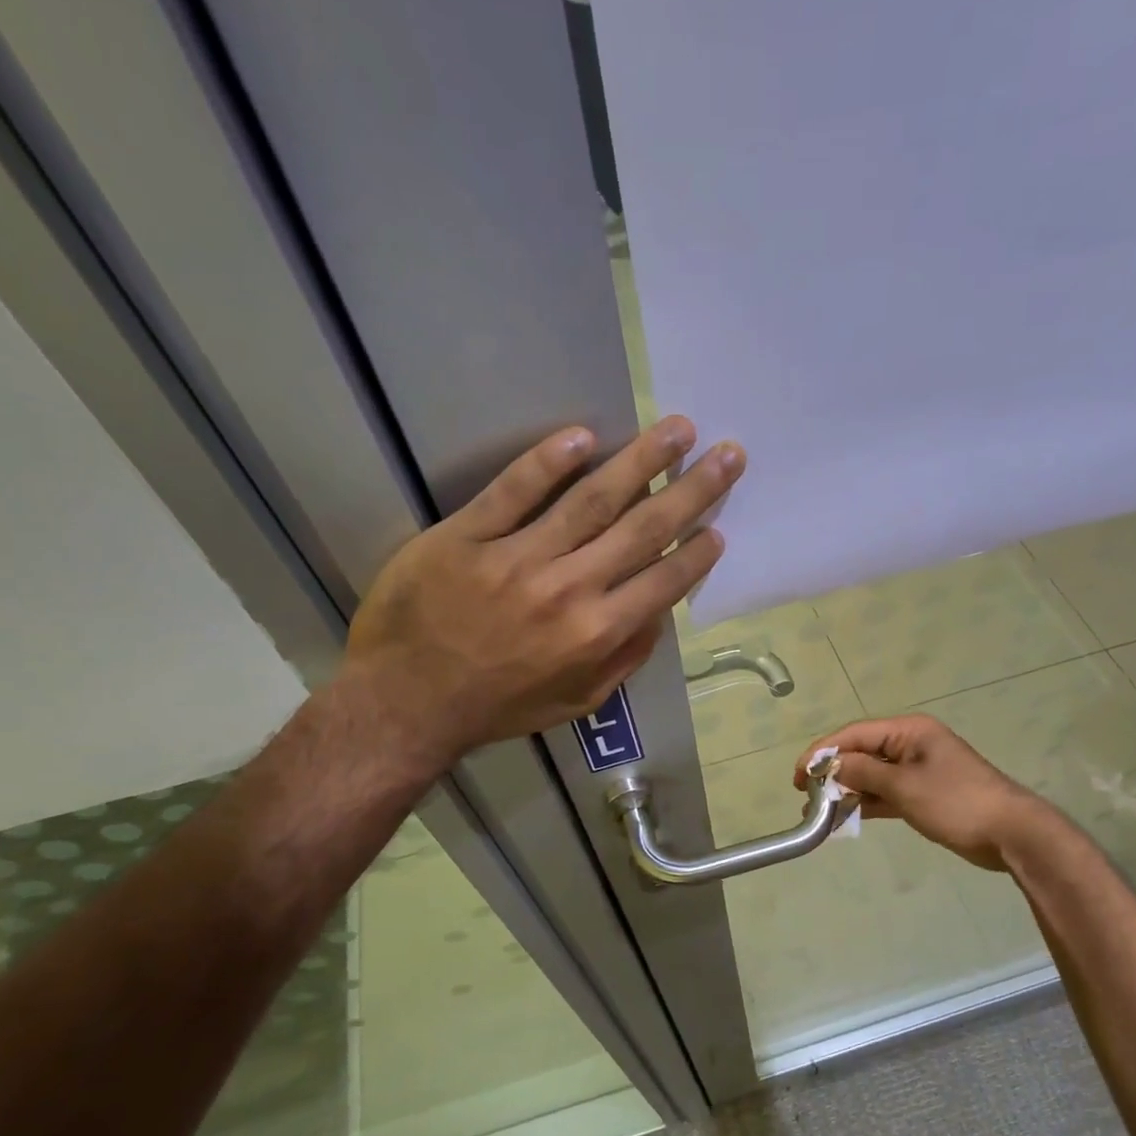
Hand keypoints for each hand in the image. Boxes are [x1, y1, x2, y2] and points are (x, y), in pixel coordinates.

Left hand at [343, 415, 742, 765]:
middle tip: (728, 454)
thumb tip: (658, 616)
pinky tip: (583, 435)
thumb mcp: (576, 701)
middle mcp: (569, 589)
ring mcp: (517, 557)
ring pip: (590, 500)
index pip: (664, 580)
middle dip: (692, 489)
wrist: (406, 703)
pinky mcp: (467, 536)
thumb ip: (624, 660)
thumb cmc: (498, 707)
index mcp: (597, 633)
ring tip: (676, 428)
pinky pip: (513, 491)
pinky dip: (547, 461)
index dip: (697, 551)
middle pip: (642, 528)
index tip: (719, 526)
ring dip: (640, 461)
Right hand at [795, 715, 1045, 870]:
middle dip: (833, 772)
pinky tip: (844, 817)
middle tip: (806, 795)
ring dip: (847, 790)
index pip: (855, 734)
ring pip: (872, 775)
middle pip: (861, 753)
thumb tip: (831, 765)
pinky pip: (885, 793)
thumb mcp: (905, 786)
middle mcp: (911, 745)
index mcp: (909, 731)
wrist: (1010, 834)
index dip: (823, 752)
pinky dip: (866, 803)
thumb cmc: (957, 802)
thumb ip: (864, 772)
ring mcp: (917, 770)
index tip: (799, 775)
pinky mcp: (923, 794)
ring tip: (818, 810)